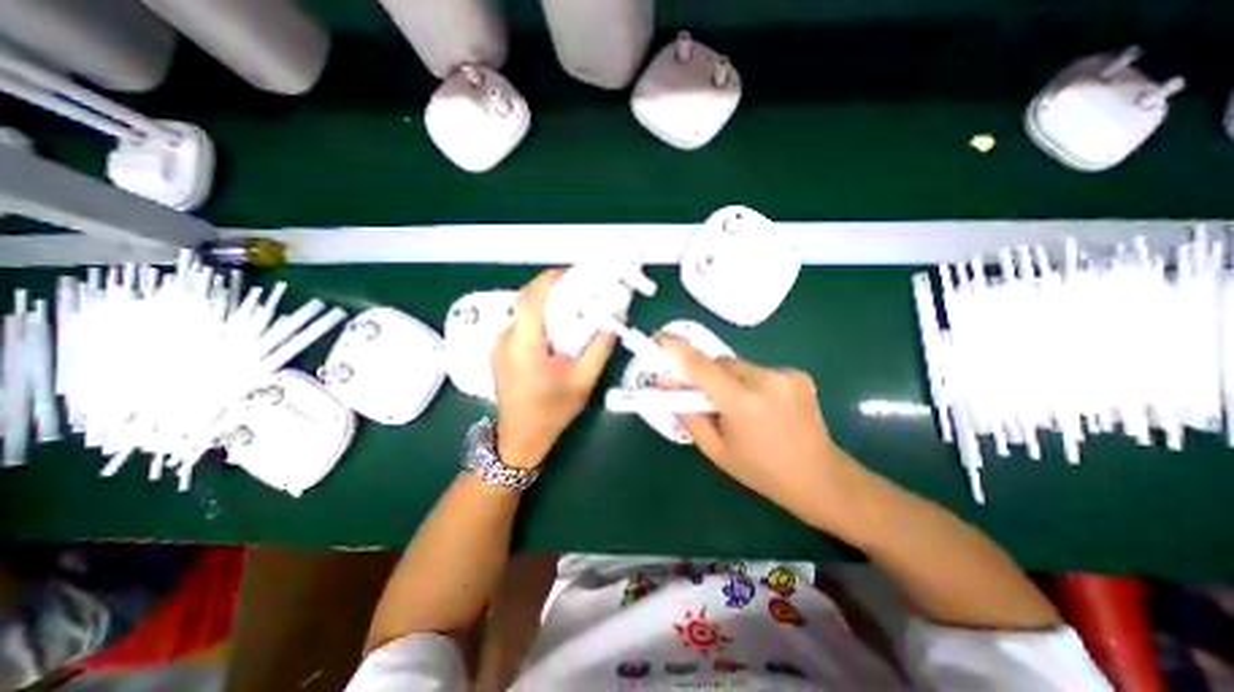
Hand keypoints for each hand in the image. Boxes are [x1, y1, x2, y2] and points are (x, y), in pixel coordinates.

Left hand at [487, 270, 609, 470]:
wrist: (521, 437)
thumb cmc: (552, 411)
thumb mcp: (583, 380)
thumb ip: (600, 347)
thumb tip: (614, 319)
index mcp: (524, 346)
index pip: (531, 299)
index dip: (549, 280)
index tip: (572, 273)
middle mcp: (505, 340)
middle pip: (526, 301)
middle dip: (552, 290)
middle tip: (579, 289)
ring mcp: (497, 345)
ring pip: (523, 312)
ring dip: (546, 304)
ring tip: (571, 308)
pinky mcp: (499, 351)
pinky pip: (520, 324)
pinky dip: (538, 318)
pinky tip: (555, 330)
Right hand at [656, 335, 859, 525]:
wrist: (820, 478)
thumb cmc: (760, 470)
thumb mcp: (714, 449)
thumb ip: (688, 412)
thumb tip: (666, 384)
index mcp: (743, 403)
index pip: (701, 367)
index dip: (677, 350)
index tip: (659, 339)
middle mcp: (766, 380)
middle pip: (720, 363)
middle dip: (707, 375)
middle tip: (705, 397)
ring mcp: (786, 374)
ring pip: (739, 366)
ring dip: (729, 379)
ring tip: (739, 408)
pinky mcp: (798, 373)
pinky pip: (758, 370)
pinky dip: (750, 382)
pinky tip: (762, 406)